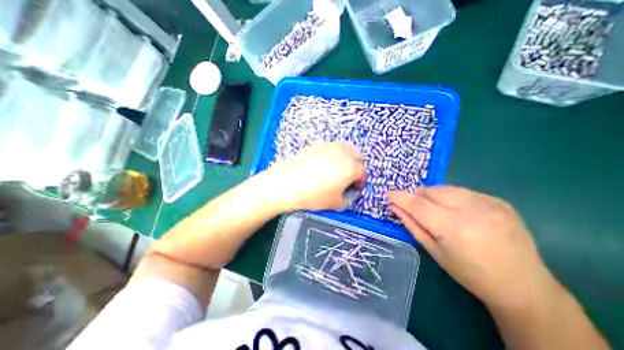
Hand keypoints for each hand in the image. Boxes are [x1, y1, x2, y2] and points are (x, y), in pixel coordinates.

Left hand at [262, 141, 365, 209]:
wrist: (288, 183)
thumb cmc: (314, 195)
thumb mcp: (335, 203)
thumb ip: (347, 198)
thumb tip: (348, 193)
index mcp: (351, 167)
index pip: (363, 171)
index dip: (361, 181)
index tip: (356, 188)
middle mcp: (343, 153)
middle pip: (357, 155)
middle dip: (357, 166)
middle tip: (350, 177)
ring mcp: (329, 146)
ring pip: (345, 147)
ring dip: (347, 157)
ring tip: (339, 169)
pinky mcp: (317, 145)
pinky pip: (331, 147)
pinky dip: (334, 154)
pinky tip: (325, 164)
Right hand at [389, 186, 558, 308]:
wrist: (523, 286)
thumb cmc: (469, 273)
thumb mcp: (434, 251)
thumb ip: (412, 225)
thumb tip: (395, 207)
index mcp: (454, 228)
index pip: (418, 205)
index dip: (401, 198)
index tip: (389, 194)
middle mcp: (472, 211)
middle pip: (431, 192)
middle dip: (417, 197)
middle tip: (414, 207)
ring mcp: (489, 203)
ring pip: (446, 188)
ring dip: (433, 195)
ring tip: (436, 210)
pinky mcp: (499, 201)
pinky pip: (462, 191)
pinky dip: (451, 197)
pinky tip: (457, 212)